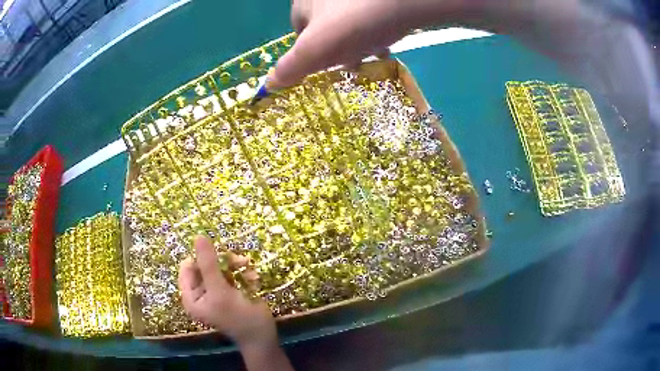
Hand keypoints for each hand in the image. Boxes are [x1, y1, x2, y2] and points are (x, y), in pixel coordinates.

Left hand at [178, 236, 276, 346]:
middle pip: (205, 265)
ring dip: (235, 266)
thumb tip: (198, 236)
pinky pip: (232, 274)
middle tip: (238, 261)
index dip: (200, 258)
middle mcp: (201, 293)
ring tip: (248, 268)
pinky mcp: (231, 291)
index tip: (217, 256)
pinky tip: (253, 279)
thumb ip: (208, 264)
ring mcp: (216, 292)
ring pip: (220, 267)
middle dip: (222, 262)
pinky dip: (242, 273)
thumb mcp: (220, 291)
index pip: (187, 267)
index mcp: (191, 296)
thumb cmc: (239, 317)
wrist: (263, 336)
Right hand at [270, 0, 406, 88]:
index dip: (312, 51)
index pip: (300, 30)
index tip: (330, 65)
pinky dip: (375, 27)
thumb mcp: (316, 49)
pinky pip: (368, 13)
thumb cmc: (355, 23)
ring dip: (358, 39)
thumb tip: (268, 85)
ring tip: (374, 51)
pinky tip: (386, 38)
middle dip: (338, 46)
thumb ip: (291, 67)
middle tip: (354, 61)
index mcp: (304, 1)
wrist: (404, 0)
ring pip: (348, 19)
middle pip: (325, 25)